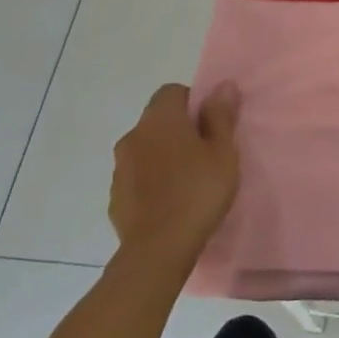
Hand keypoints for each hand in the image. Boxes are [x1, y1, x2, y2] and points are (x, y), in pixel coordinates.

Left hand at [109, 83, 239, 268]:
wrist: (157, 252)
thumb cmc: (197, 192)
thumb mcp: (223, 152)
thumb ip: (221, 116)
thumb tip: (223, 85)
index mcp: (160, 118)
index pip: (172, 92)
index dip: (193, 103)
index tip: (210, 127)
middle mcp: (133, 135)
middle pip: (158, 120)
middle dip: (178, 131)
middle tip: (205, 154)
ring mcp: (119, 168)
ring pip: (146, 150)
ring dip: (163, 157)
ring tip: (188, 182)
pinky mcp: (115, 198)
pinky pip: (137, 178)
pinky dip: (151, 182)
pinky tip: (170, 203)